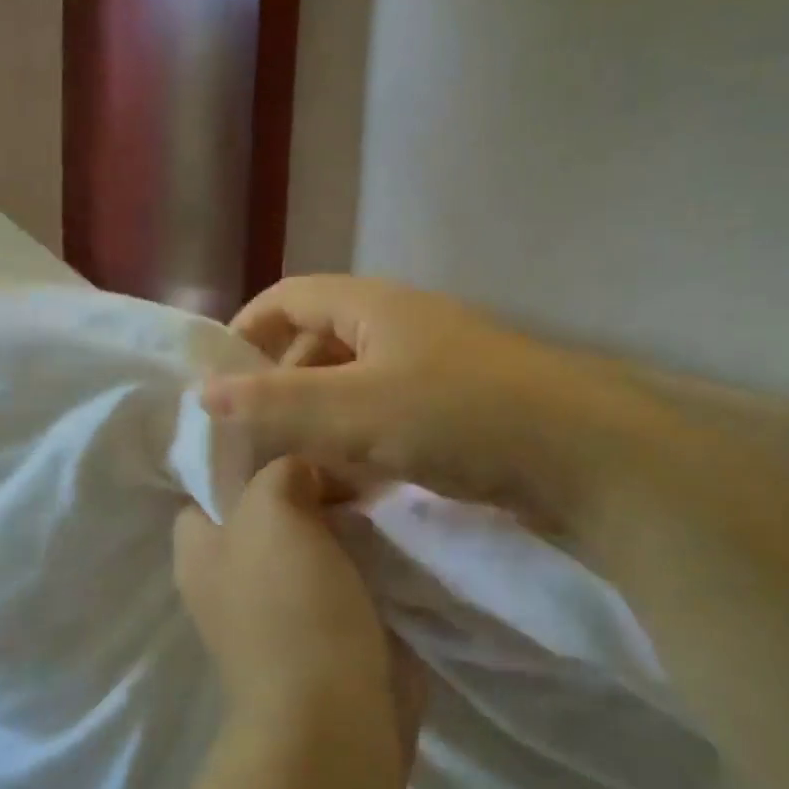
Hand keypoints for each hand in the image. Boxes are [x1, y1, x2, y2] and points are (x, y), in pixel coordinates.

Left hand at [174, 457, 422, 786]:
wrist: (335, 719)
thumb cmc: (288, 606)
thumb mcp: (269, 512)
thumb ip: (277, 472)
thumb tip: (304, 473)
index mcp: (200, 551)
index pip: (208, 488)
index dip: (243, 459)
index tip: (291, 433)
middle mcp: (231, 578)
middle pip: (265, 513)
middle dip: (304, 485)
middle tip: (346, 458)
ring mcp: (279, 609)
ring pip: (309, 544)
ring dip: (341, 521)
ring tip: (378, 486)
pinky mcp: (325, 634)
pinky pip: (343, 576)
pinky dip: (364, 556)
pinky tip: (393, 529)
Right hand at [203, 277, 680, 538]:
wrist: (586, 460)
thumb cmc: (459, 417)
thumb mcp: (353, 410)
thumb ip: (274, 404)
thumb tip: (201, 394)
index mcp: (373, 306)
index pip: (288, 299)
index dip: (246, 333)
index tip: (218, 384)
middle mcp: (399, 327)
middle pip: (316, 345)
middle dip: (279, 390)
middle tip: (252, 442)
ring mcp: (430, 370)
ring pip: (350, 389)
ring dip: (317, 425)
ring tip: (291, 473)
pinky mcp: (453, 412)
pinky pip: (383, 421)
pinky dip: (355, 447)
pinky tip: (346, 488)